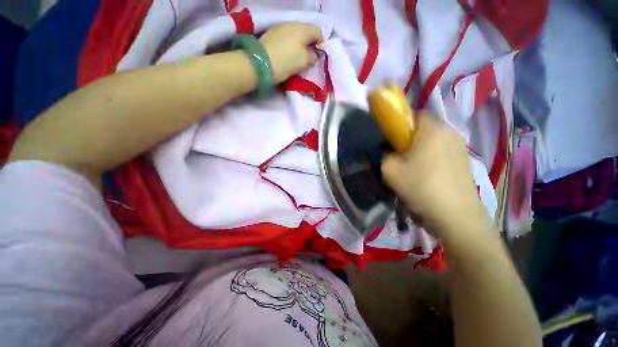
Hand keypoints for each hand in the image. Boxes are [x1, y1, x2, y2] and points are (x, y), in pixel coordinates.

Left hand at [260, 23, 322, 83]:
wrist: (261, 62)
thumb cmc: (287, 62)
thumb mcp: (304, 62)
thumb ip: (312, 57)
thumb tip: (314, 55)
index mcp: (303, 29)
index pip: (318, 32)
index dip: (321, 43)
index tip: (319, 54)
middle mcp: (292, 23)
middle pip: (305, 31)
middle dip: (309, 42)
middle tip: (309, 55)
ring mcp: (280, 27)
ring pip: (295, 33)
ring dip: (298, 42)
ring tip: (297, 54)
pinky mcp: (271, 33)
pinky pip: (285, 36)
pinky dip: (289, 43)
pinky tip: (287, 52)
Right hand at [381, 114, 488, 240]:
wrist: (455, 216)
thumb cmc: (420, 187)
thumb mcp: (390, 170)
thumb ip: (385, 155)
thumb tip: (391, 153)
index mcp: (432, 130)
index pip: (415, 114)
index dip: (401, 125)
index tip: (392, 141)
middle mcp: (450, 133)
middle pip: (425, 129)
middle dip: (409, 140)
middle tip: (400, 157)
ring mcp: (460, 148)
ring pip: (434, 142)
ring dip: (421, 151)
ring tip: (412, 170)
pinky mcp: (465, 162)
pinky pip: (442, 154)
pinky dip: (432, 160)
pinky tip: (426, 178)